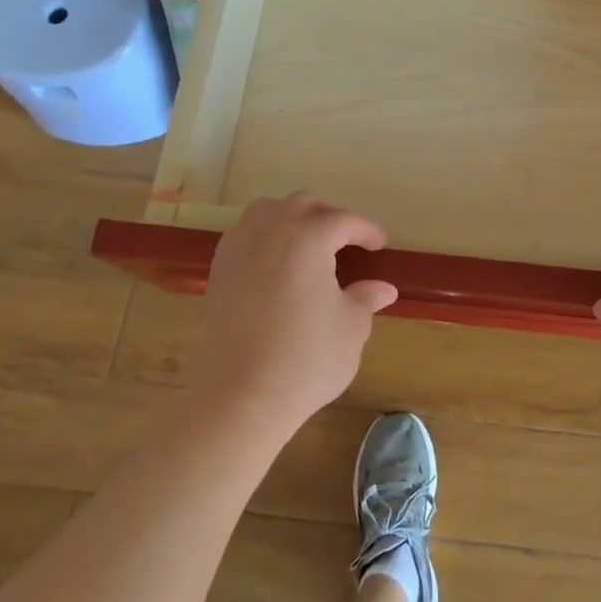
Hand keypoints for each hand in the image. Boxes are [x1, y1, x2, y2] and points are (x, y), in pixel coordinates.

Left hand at [193, 193, 397, 435]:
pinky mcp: (218, 271)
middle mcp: (270, 230)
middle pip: (304, 205)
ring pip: (268, 211)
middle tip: (348, 242)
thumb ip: (365, 299)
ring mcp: (238, 248)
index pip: (344, 220)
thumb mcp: (351, 328)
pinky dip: (265, 236)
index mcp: (308, 237)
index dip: (366, 230)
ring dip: (293, 218)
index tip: (380, 246)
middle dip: (330, 217)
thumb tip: (383, 288)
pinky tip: (276, 263)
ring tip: (309, 244)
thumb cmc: (306, 359)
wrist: (240, 396)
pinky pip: (245, 234)